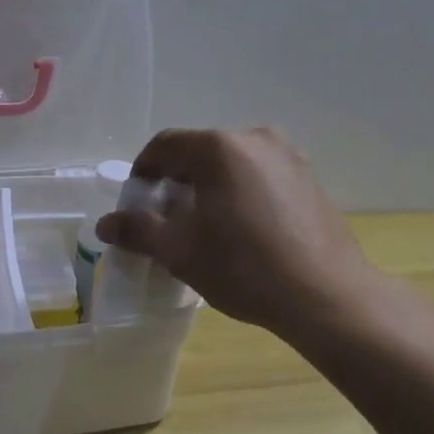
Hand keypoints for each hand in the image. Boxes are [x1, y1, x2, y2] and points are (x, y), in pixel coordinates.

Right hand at [96, 128, 394, 340]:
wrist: (327, 296)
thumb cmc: (244, 268)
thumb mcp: (181, 251)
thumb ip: (139, 230)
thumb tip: (105, 224)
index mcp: (219, 148)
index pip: (165, 145)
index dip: (143, 171)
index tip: (137, 203)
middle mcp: (255, 138)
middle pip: (200, 152)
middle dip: (177, 181)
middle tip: (167, 219)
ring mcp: (288, 155)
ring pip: (232, 163)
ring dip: (210, 186)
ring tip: (206, 226)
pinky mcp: (310, 177)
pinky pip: (260, 174)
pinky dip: (241, 191)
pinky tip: (243, 228)